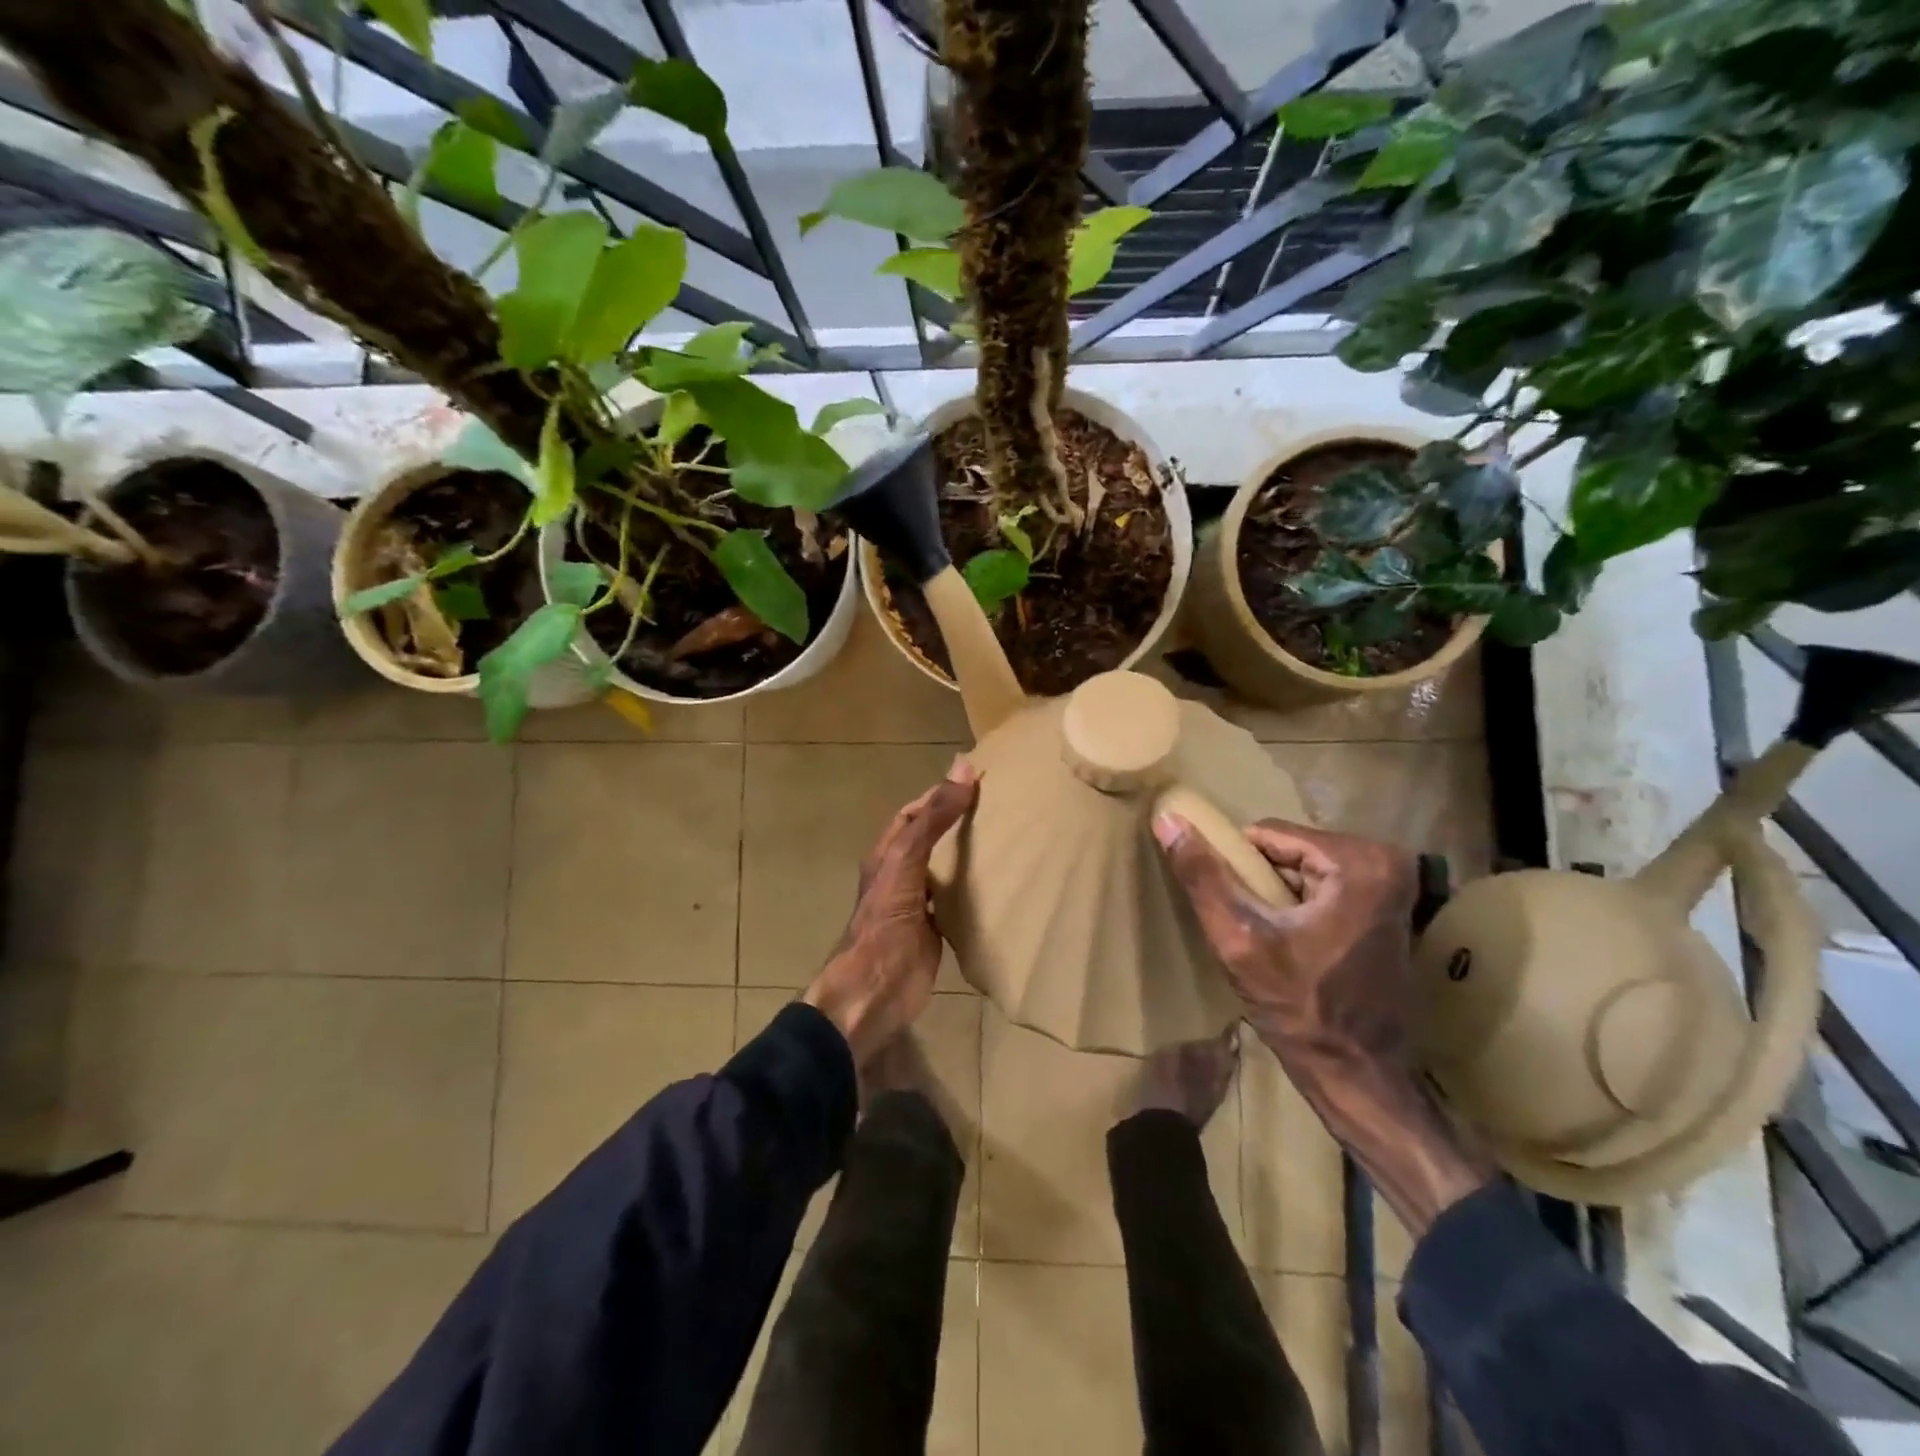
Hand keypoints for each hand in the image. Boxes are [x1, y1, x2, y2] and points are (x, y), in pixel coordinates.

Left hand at [803, 758, 979, 1064]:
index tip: (976, 781)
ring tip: (1007, 839)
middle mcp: (901, 874)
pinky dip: (974, 890)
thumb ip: (933, 818)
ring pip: (944, 869)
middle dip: (958, 822)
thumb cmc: (885, 922)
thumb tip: (962, 768)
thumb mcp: (907, 861)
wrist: (875, 991)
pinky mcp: (934, 931)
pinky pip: (955, 901)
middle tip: (1000, 808)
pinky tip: (999, 885)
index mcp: (888, 854)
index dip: (939, 795)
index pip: (914, 813)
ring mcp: (917, 904)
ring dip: (967, 855)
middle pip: (931, 839)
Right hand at [1152, 815, 1416, 1074]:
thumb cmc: (1300, 1007)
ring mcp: (1392, 885)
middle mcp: (1386, 862)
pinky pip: (1322, 885)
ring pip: (1301, 866)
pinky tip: (1289, 942)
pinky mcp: (1387, 908)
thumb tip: (1168, 819)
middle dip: (1258, 881)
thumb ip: (1203, 877)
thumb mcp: (1239, 939)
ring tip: (1265, 936)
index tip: (1230, 905)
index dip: (1237, 866)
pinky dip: (1297, 905)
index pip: (1267, 834)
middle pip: (1287, 849)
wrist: (1357, 1073)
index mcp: (1358, 861)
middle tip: (1249, 925)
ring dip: (1274, 894)